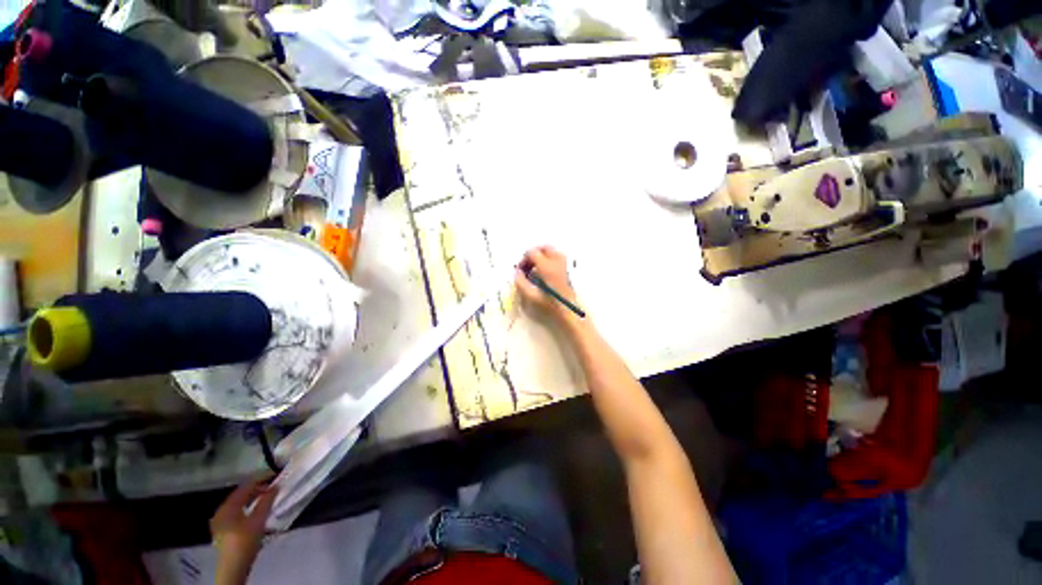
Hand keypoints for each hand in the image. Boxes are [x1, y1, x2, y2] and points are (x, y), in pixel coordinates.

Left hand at [210, 478, 277, 584]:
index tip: (274, 474)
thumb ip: (266, 501)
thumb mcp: (258, 520)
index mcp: (227, 507)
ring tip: (267, 496)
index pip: (244, 487)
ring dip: (252, 498)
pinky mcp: (224, 529)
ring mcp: (220, 521)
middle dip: (256, 489)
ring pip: (238, 504)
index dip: (260, 479)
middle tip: (272, 486)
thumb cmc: (245, 541)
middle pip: (240, 495)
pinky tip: (255, 510)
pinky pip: (236, 511)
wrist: (234, 567)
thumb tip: (275, 486)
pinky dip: (247, 507)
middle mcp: (221, 511)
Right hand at [514, 246, 581, 322]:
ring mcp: (564, 264)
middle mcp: (557, 261)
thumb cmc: (550, 305)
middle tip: (527, 266)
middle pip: (543, 248)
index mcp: (547, 266)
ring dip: (541, 256)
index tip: (520, 270)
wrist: (569, 311)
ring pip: (551, 251)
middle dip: (533, 254)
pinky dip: (549, 259)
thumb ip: (520, 282)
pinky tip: (544, 272)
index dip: (524, 259)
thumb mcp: (531, 296)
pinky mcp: (568, 269)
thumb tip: (517, 273)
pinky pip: (557, 257)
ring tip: (535, 269)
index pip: (532, 252)